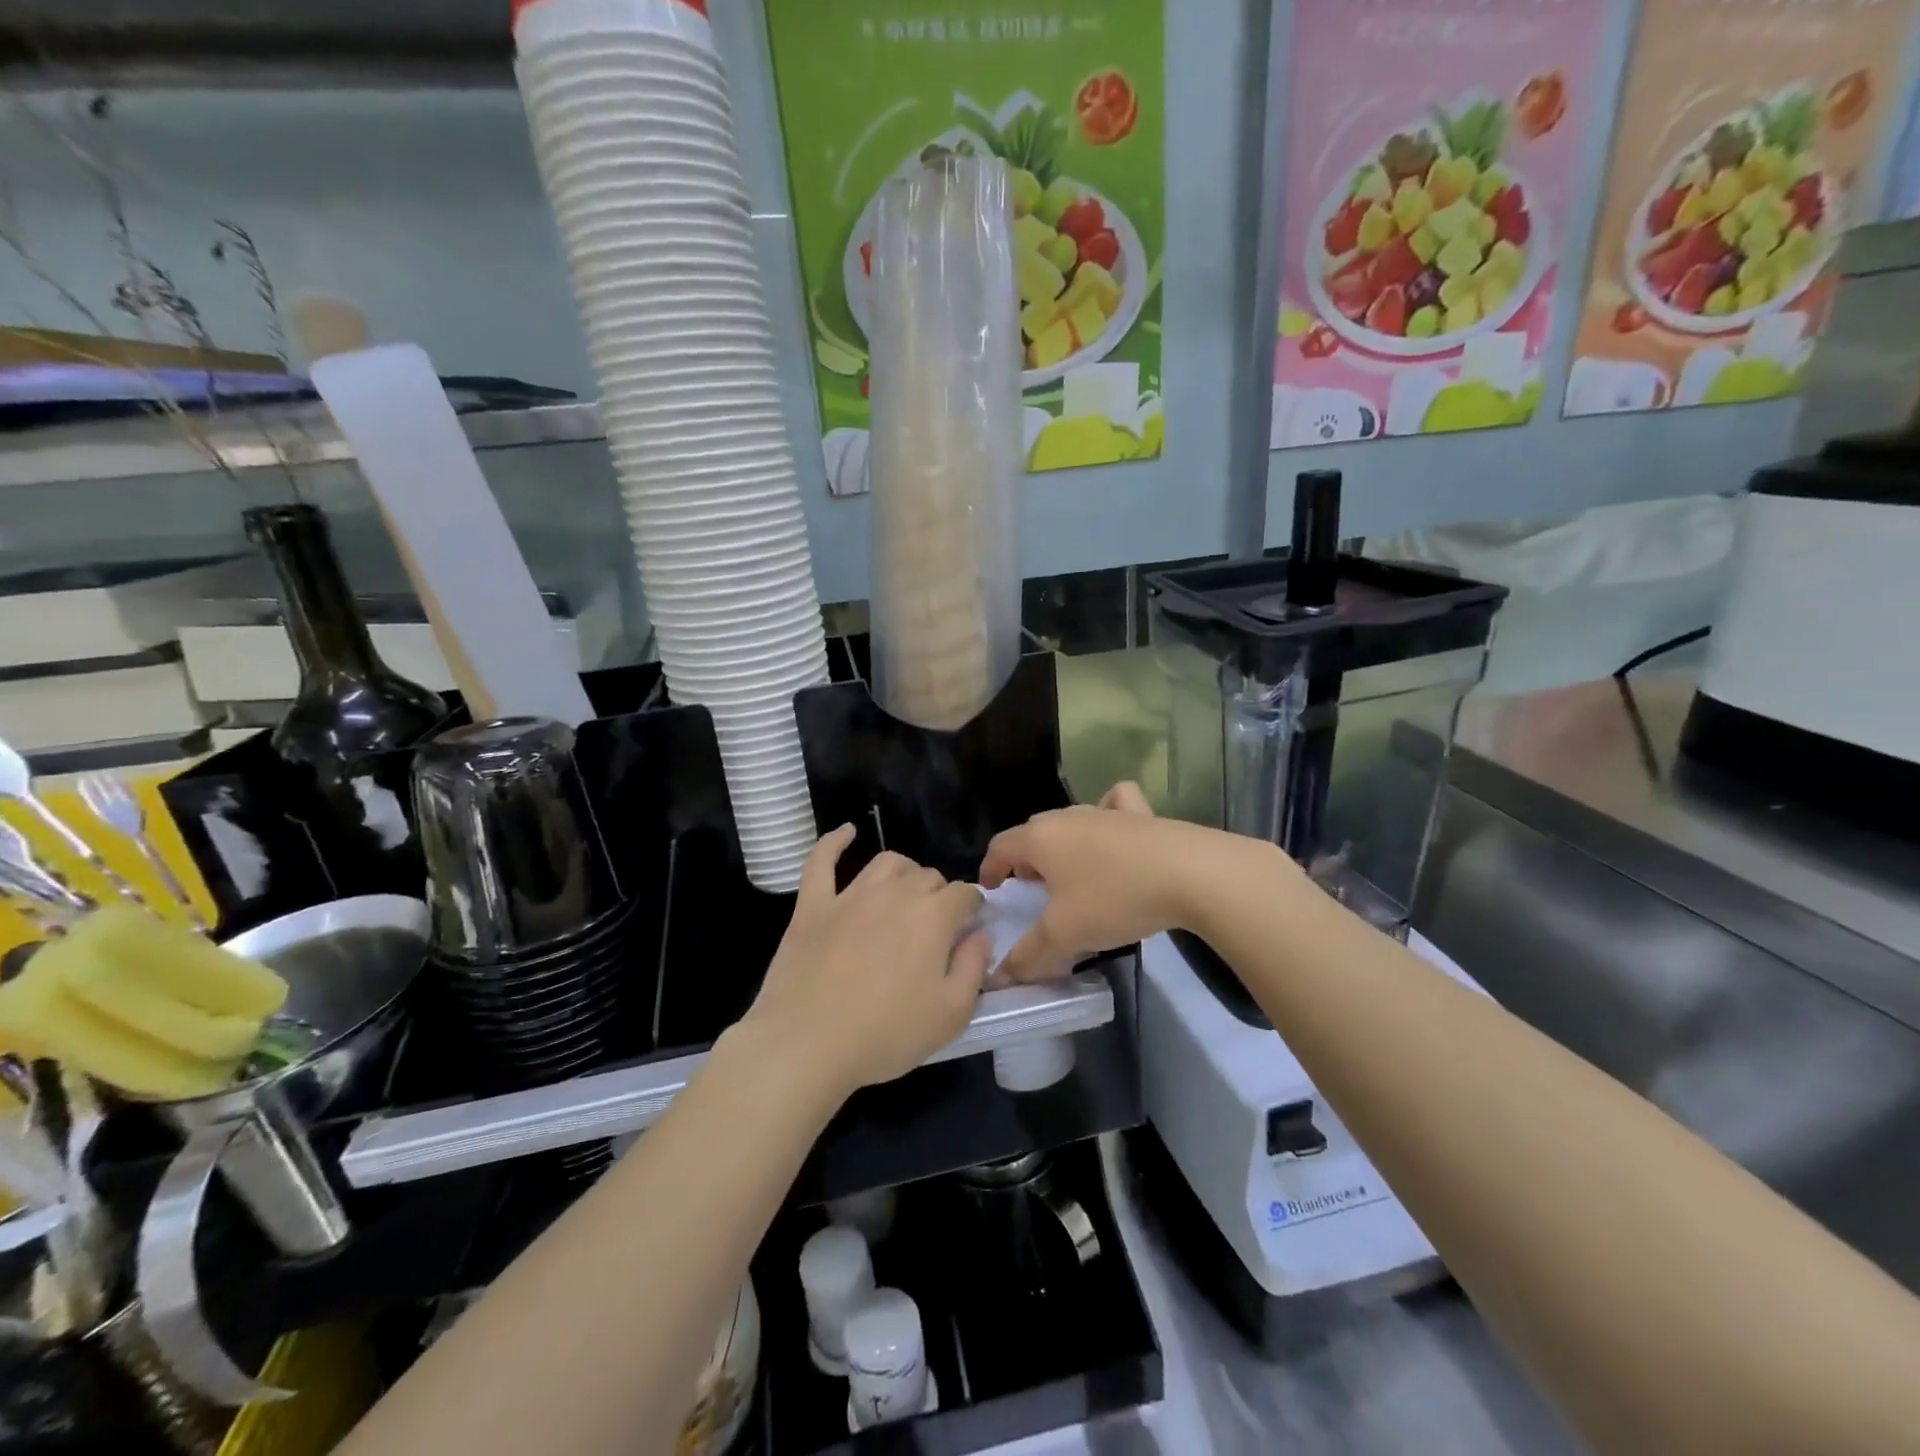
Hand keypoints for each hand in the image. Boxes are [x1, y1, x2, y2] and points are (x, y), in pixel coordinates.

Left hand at [740, 827, 989, 1099]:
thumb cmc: (886, 1035)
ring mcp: (850, 895)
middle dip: (940, 894)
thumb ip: (974, 967)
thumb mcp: (951, 1014)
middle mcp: (895, 894)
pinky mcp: (812, 905)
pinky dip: (835, 842)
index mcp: (933, 917)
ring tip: (905, 892)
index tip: (973, 927)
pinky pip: (822, 860)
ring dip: (904, 872)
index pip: (965, 894)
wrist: (806, 1044)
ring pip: (886, 863)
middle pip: (928, 876)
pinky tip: (846, 832)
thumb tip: (981, 934)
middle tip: (936, 926)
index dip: (974, 908)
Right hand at [979, 782, 1281, 982]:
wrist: (1190, 874)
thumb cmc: (1114, 899)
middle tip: (1032, 889)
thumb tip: (999, 976)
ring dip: (1062, 845)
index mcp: (1040, 839)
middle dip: (1025, 859)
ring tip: (1071, 873)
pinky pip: (1114, 805)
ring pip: (1070, 821)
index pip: (1000, 846)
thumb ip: (1028, 955)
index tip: (991, 891)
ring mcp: (1106, 811)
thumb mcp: (1065, 935)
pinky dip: (1108, 813)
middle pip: (1034, 832)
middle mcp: (1067, 817)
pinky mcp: (1141, 814)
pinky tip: (1114, 833)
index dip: (990, 869)